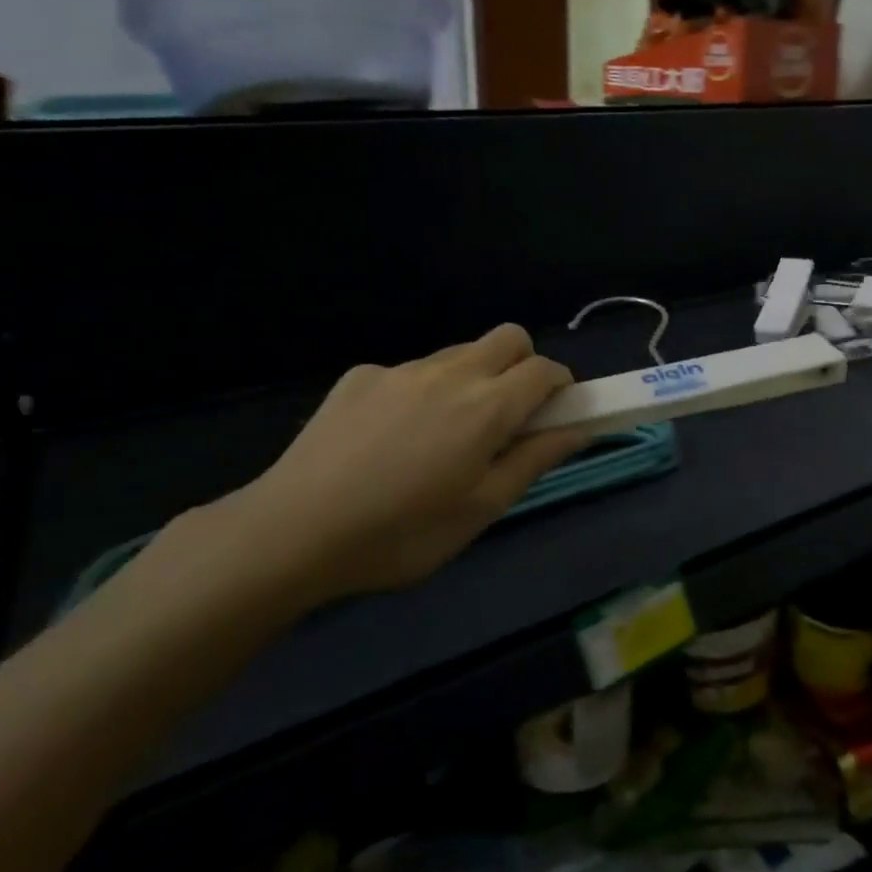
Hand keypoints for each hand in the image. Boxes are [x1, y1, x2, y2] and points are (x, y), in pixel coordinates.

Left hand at [206, 326, 586, 607]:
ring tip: (443, 435)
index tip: (555, 415)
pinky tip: (390, 440)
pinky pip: (410, 372)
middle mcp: (449, 372)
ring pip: (459, 353)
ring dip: (473, 378)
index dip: (561, 387)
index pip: (545, 369)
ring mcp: (401, 370)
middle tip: (508, 416)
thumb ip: (534, 461)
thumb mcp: (481, 509)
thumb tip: (578, 430)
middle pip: (508, 338)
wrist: (292, 531)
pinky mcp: (360, 376)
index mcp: (487, 407)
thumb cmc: (402, 533)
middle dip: (524, 365)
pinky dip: (422, 392)